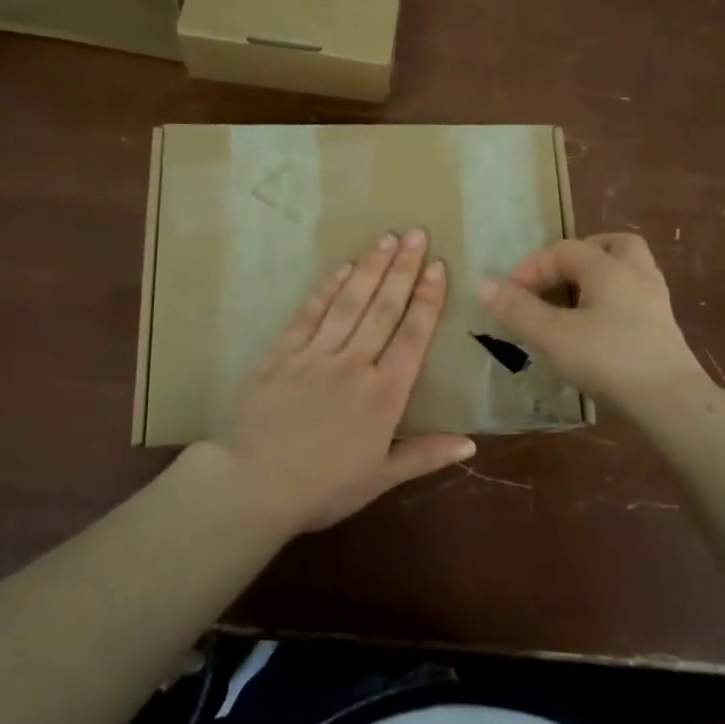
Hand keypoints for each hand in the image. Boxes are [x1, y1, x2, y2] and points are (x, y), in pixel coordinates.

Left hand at [195, 229, 474, 534]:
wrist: (253, 485)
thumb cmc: (323, 488)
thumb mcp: (380, 478)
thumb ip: (425, 455)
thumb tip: (471, 442)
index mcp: (384, 394)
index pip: (412, 336)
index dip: (427, 299)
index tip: (437, 267)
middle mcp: (354, 364)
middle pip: (384, 309)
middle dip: (403, 270)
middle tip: (417, 235)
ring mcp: (316, 354)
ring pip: (350, 302)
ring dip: (370, 268)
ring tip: (386, 239)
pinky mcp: (282, 353)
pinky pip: (309, 313)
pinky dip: (327, 288)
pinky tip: (342, 268)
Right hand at [478, 232, 707, 411]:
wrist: (670, 401)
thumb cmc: (607, 359)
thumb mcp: (552, 335)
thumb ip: (517, 309)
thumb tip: (483, 284)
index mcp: (608, 267)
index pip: (563, 250)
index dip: (531, 268)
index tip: (509, 296)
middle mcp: (636, 273)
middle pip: (610, 245)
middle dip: (579, 256)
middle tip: (555, 279)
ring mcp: (655, 300)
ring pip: (628, 270)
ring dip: (598, 277)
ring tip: (573, 302)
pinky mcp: (663, 328)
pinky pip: (634, 297)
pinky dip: (612, 301)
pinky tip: (596, 328)